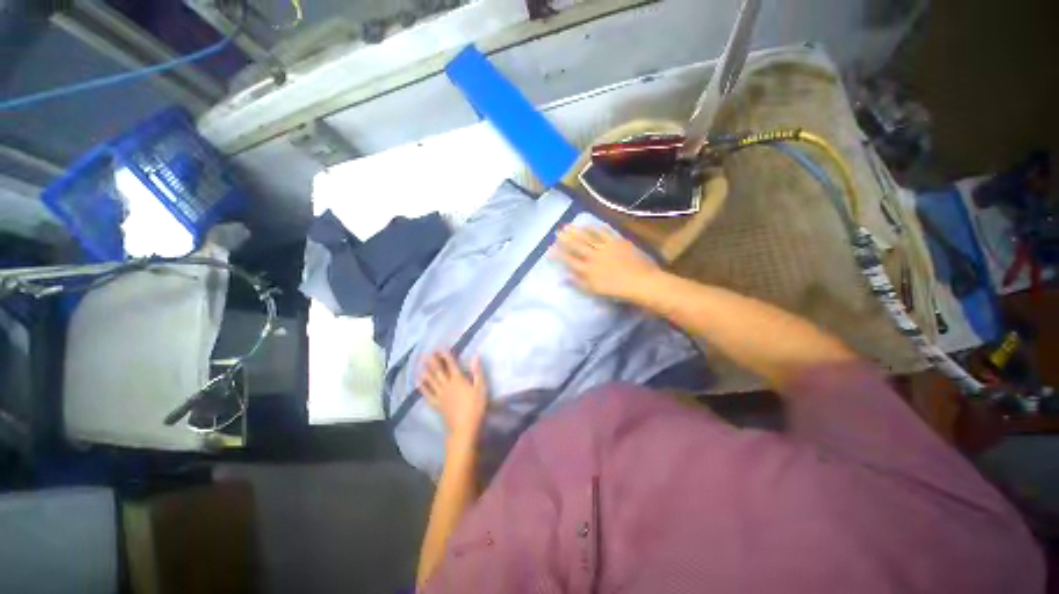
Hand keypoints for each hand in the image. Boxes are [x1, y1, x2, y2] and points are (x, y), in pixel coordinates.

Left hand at [419, 351, 487, 440]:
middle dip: (433, 361)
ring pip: (431, 381)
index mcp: (458, 380)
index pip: (451, 364)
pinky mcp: (437, 405)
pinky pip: (428, 394)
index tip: (440, 347)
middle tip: (427, 353)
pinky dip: (423, 387)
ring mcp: (440, 396)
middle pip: (438, 371)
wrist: (464, 428)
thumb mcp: (481, 388)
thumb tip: (475, 355)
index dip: (445, 355)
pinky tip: (419, 383)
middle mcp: (447, 385)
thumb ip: (477, 371)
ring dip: (426, 371)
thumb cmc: (475, 407)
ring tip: (420, 364)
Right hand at [554, 225, 660, 300]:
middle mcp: (593, 257)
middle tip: (557, 231)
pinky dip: (595, 228)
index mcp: (588, 270)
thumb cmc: (617, 291)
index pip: (569, 261)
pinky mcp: (617, 242)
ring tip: (568, 226)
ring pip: (588, 237)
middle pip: (577, 246)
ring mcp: (605, 248)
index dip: (558, 255)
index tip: (549, 250)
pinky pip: (604, 233)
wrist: (640, 283)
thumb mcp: (594, 291)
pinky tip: (589, 224)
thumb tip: (563, 277)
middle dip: (566, 239)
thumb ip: (578, 283)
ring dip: (577, 231)